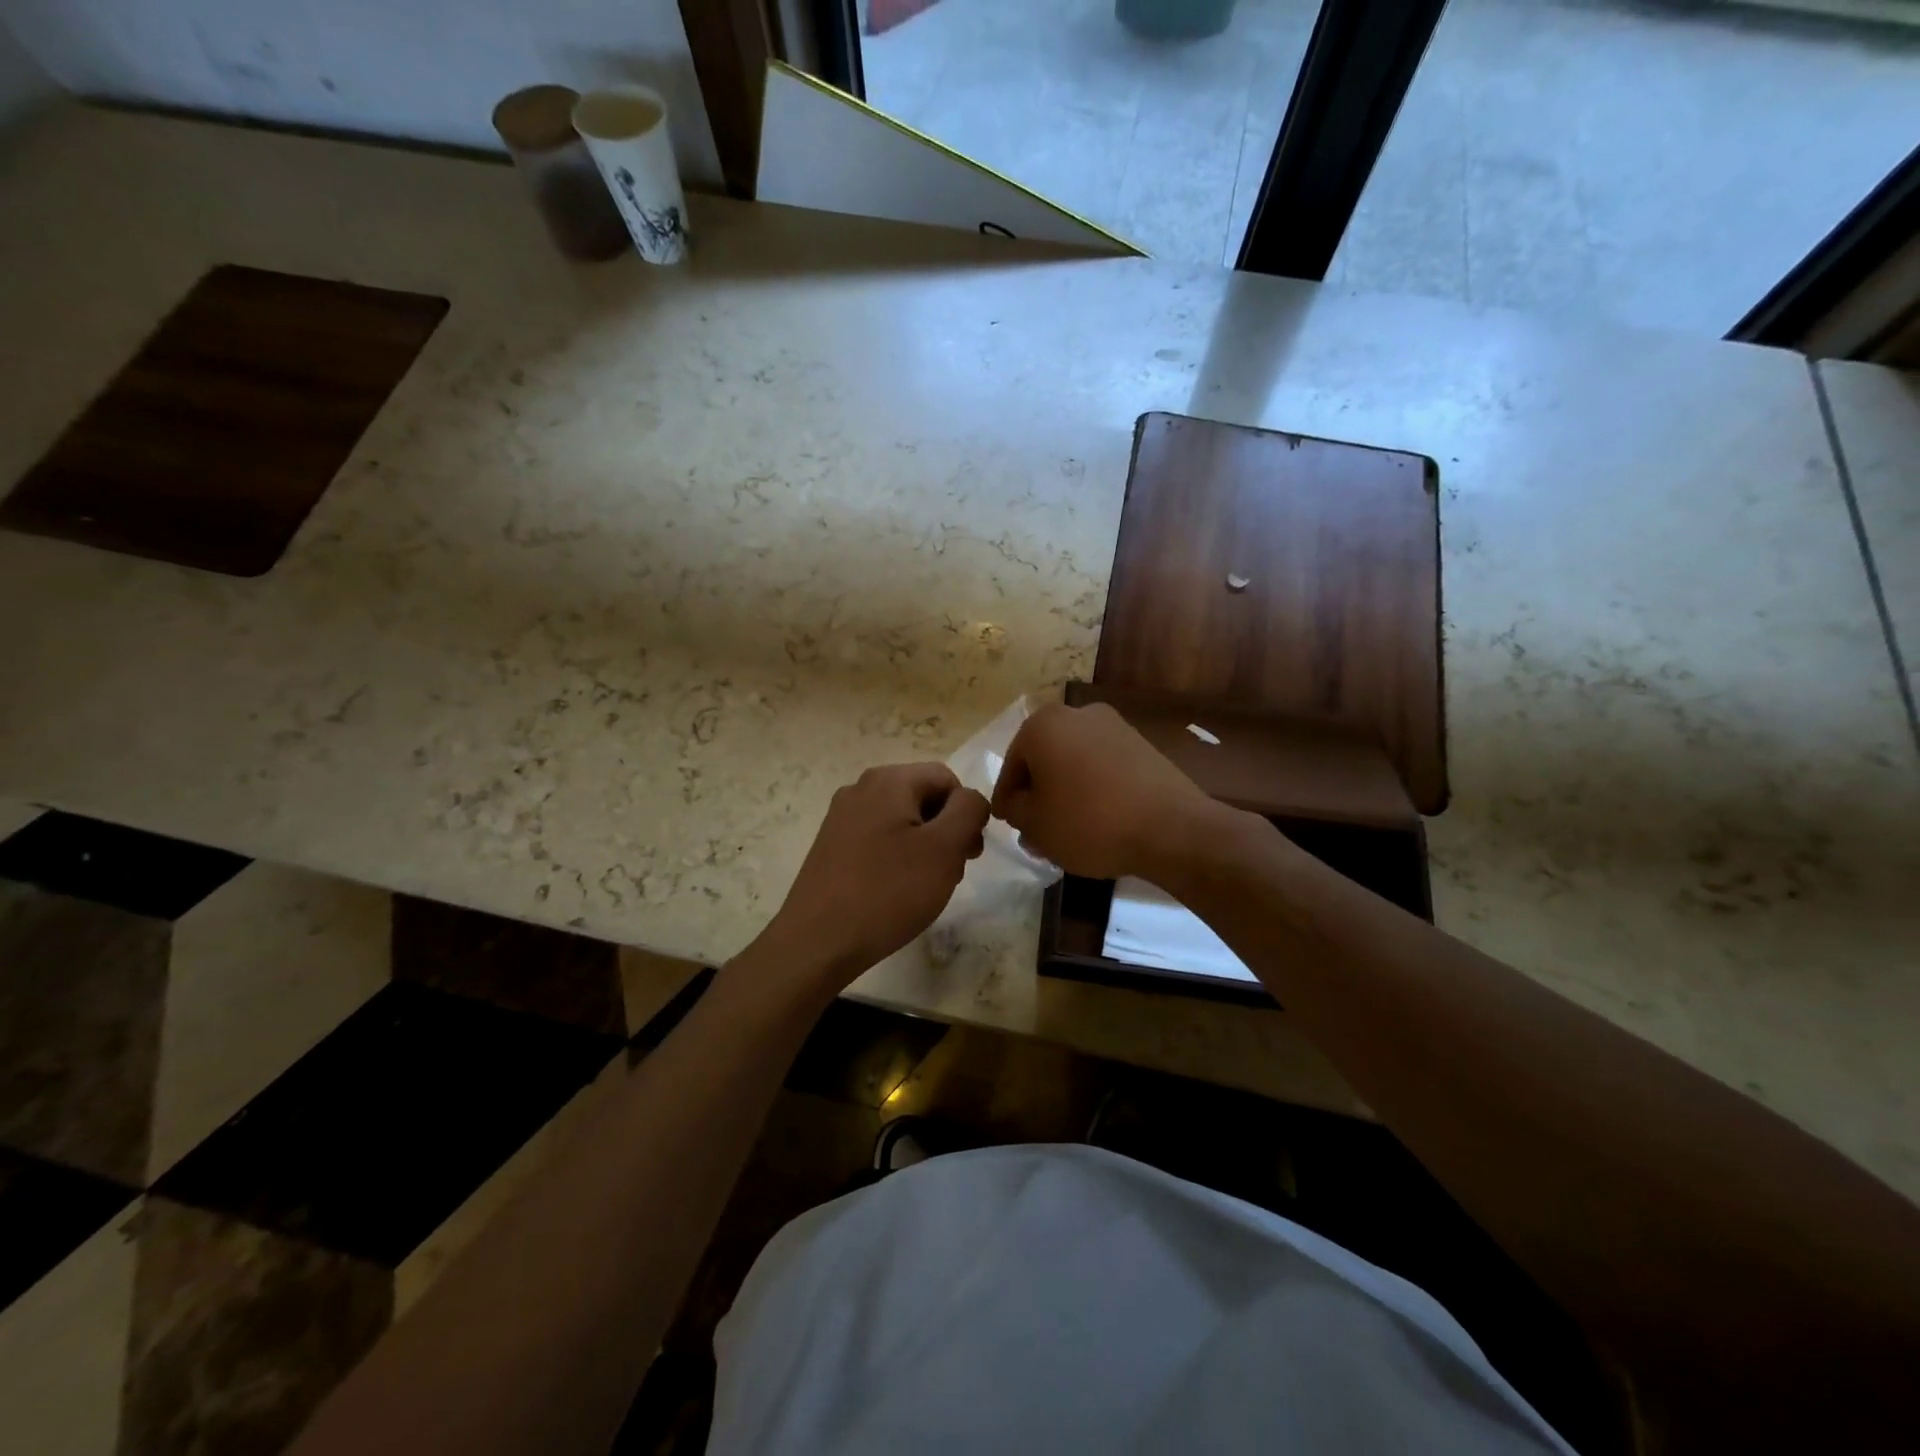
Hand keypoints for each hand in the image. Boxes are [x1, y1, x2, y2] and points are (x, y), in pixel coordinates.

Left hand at [761, 762, 989, 990]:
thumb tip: (970, 799)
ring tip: (924, 886)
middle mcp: (861, 788)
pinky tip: (895, 891)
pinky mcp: (831, 845)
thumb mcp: (944, 849)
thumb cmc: (888, 891)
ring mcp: (841, 816)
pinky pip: (878, 839)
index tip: (968, 855)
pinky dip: (897, 858)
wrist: (818, 941)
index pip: (947, 779)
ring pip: (902, 820)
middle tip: (951, 873)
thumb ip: (968, 811)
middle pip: (923, 797)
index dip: (966, 814)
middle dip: (946, 831)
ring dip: (924, 847)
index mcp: (888, 780)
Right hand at [991, 701, 1216, 881]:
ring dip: (1066, 792)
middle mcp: (1077, 714)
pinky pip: (1103, 767)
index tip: (1008, 824)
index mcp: (1042, 725)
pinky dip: (1094, 789)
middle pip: (1044, 759)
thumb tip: (1016, 803)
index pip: (1011, 766)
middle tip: (1036, 830)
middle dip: (1038, 794)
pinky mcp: (1141, 744)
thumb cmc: (1089, 822)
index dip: (1007, 799)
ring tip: (1067, 831)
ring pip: (1074, 763)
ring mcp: (1114, 726)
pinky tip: (1097, 821)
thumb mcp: (1035, 825)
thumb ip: (1014, 809)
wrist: (1170, 828)